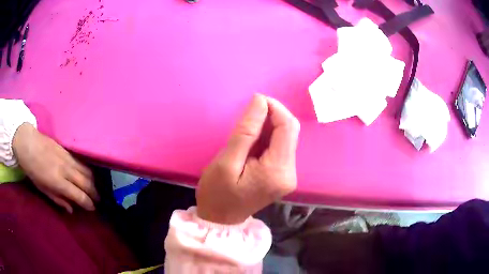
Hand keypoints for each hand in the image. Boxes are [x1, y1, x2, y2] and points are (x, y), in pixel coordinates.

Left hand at [12, 123, 98, 212]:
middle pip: (86, 183)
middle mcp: (66, 170)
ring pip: (87, 171)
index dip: (88, 204)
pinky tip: (88, 174)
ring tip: (94, 188)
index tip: (92, 208)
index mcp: (58, 182)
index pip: (79, 195)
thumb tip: (71, 209)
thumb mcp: (42, 189)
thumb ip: (57, 199)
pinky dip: (87, 170)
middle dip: (94, 193)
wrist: (27, 143)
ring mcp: (68, 158)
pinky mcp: (67, 150)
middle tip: (98, 200)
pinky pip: (81, 162)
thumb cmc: (32, 169)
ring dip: (93, 181)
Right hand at [196, 94, 299, 223]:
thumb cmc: (217, 194)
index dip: (275, 108)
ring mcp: (288, 174)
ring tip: (246, 130)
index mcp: (278, 170)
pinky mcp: (282, 174)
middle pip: (290, 131)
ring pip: (285, 137)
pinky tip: (252, 140)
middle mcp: (290, 172)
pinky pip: (280, 147)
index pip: (288, 127)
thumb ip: (246, 131)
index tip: (255, 100)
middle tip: (248, 114)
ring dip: (268, 126)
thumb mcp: (226, 161)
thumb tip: (260, 101)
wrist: (221, 219)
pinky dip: (267, 137)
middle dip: (272, 116)